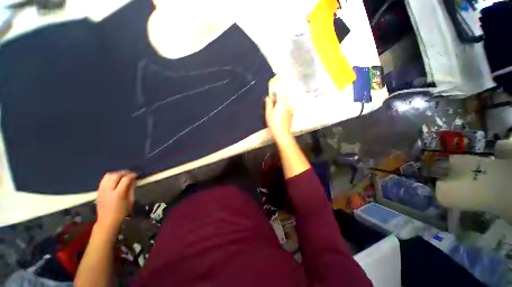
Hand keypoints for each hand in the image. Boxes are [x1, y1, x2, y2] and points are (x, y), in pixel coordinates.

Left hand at [96, 171, 136, 229]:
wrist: (107, 221)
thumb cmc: (122, 212)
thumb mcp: (130, 201)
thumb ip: (131, 189)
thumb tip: (134, 180)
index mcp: (118, 194)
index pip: (125, 179)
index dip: (132, 175)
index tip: (136, 175)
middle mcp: (109, 190)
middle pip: (116, 175)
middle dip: (124, 173)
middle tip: (130, 174)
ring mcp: (102, 190)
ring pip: (108, 176)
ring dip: (116, 174)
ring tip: (122, 176)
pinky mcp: (98, 191)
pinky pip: (103, 179)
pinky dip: (110, 177)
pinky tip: (114, 179)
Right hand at [265, 79, 293, 141]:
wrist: (282, 133)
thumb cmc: (274, 124)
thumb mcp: (268, 114)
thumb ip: (269, 104)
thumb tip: (268, 97)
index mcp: (282, 103)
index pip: (281, 92)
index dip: (277, 90)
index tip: (273, 90)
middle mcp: (288, 105)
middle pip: (284, 98)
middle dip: (279, 98)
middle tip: (273, 101)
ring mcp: (291, 110)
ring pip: (286, 103)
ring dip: (281, 104)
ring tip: (276, 109)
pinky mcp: (292, 115)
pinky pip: (288, 109)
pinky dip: (284, 109)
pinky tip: (280, 115)